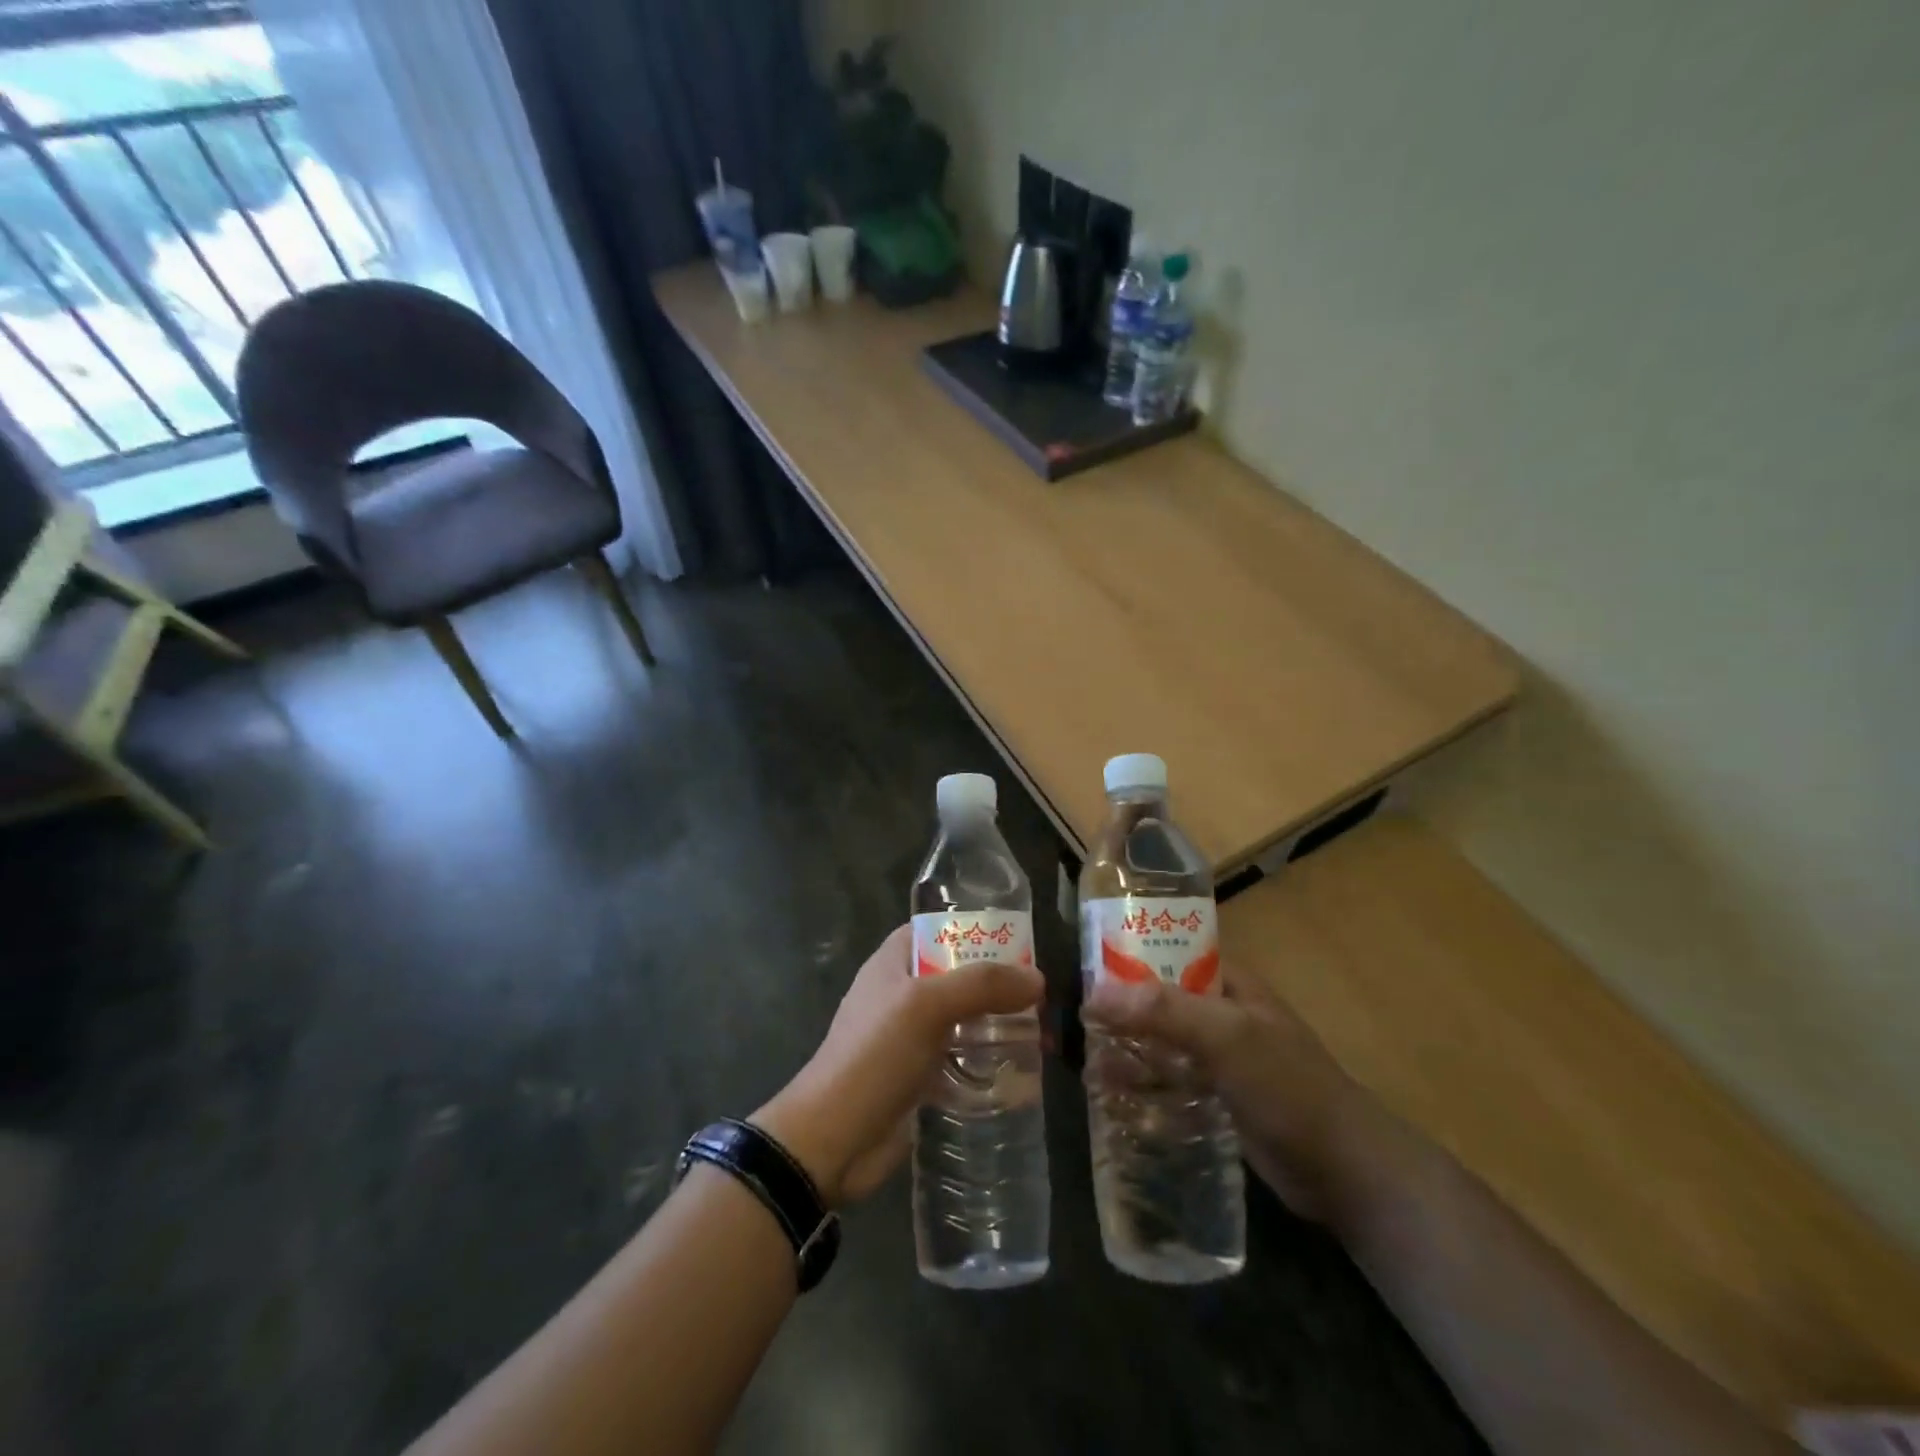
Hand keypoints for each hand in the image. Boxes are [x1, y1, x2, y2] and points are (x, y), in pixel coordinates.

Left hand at [755, 925, 1043, 1206]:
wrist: (834, 1140)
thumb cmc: (874, 1056)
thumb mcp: (927, 1006)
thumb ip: (982, 985)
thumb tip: (1037, 979)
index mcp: (892, 964)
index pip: (935, 931)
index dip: (972, 931)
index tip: (1016, 942)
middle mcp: (901, 995)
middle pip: (956, 976)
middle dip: (995, 983)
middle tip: (1038, 996)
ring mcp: (909, 1038)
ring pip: (962, 1019)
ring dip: (996, 1024)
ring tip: (1039, 1033)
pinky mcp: (919, 1078)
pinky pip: (960, 1060)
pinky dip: (986, 1062)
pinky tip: (1019, 1072)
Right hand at [1083, 965, 1375, 1220]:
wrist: (1345, 1170)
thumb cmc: (1288, 1086)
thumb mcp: (1227, 1037)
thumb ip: (1164, 1011)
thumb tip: (1094, 994)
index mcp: (1228, 983)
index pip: (1169, 952)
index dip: (1127, 955)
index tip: (1082, 967)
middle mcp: (1221, 1013)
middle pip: (1159, 1000)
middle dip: (1119, 1009)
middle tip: (1073, 1022)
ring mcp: (1220, 1057)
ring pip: (1161, 1042)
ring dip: (1127, 1049)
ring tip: (1084, 1062)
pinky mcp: (1218, 1097)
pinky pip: (1170, 1080)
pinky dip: (1143, 1083)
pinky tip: (1111, 1095)